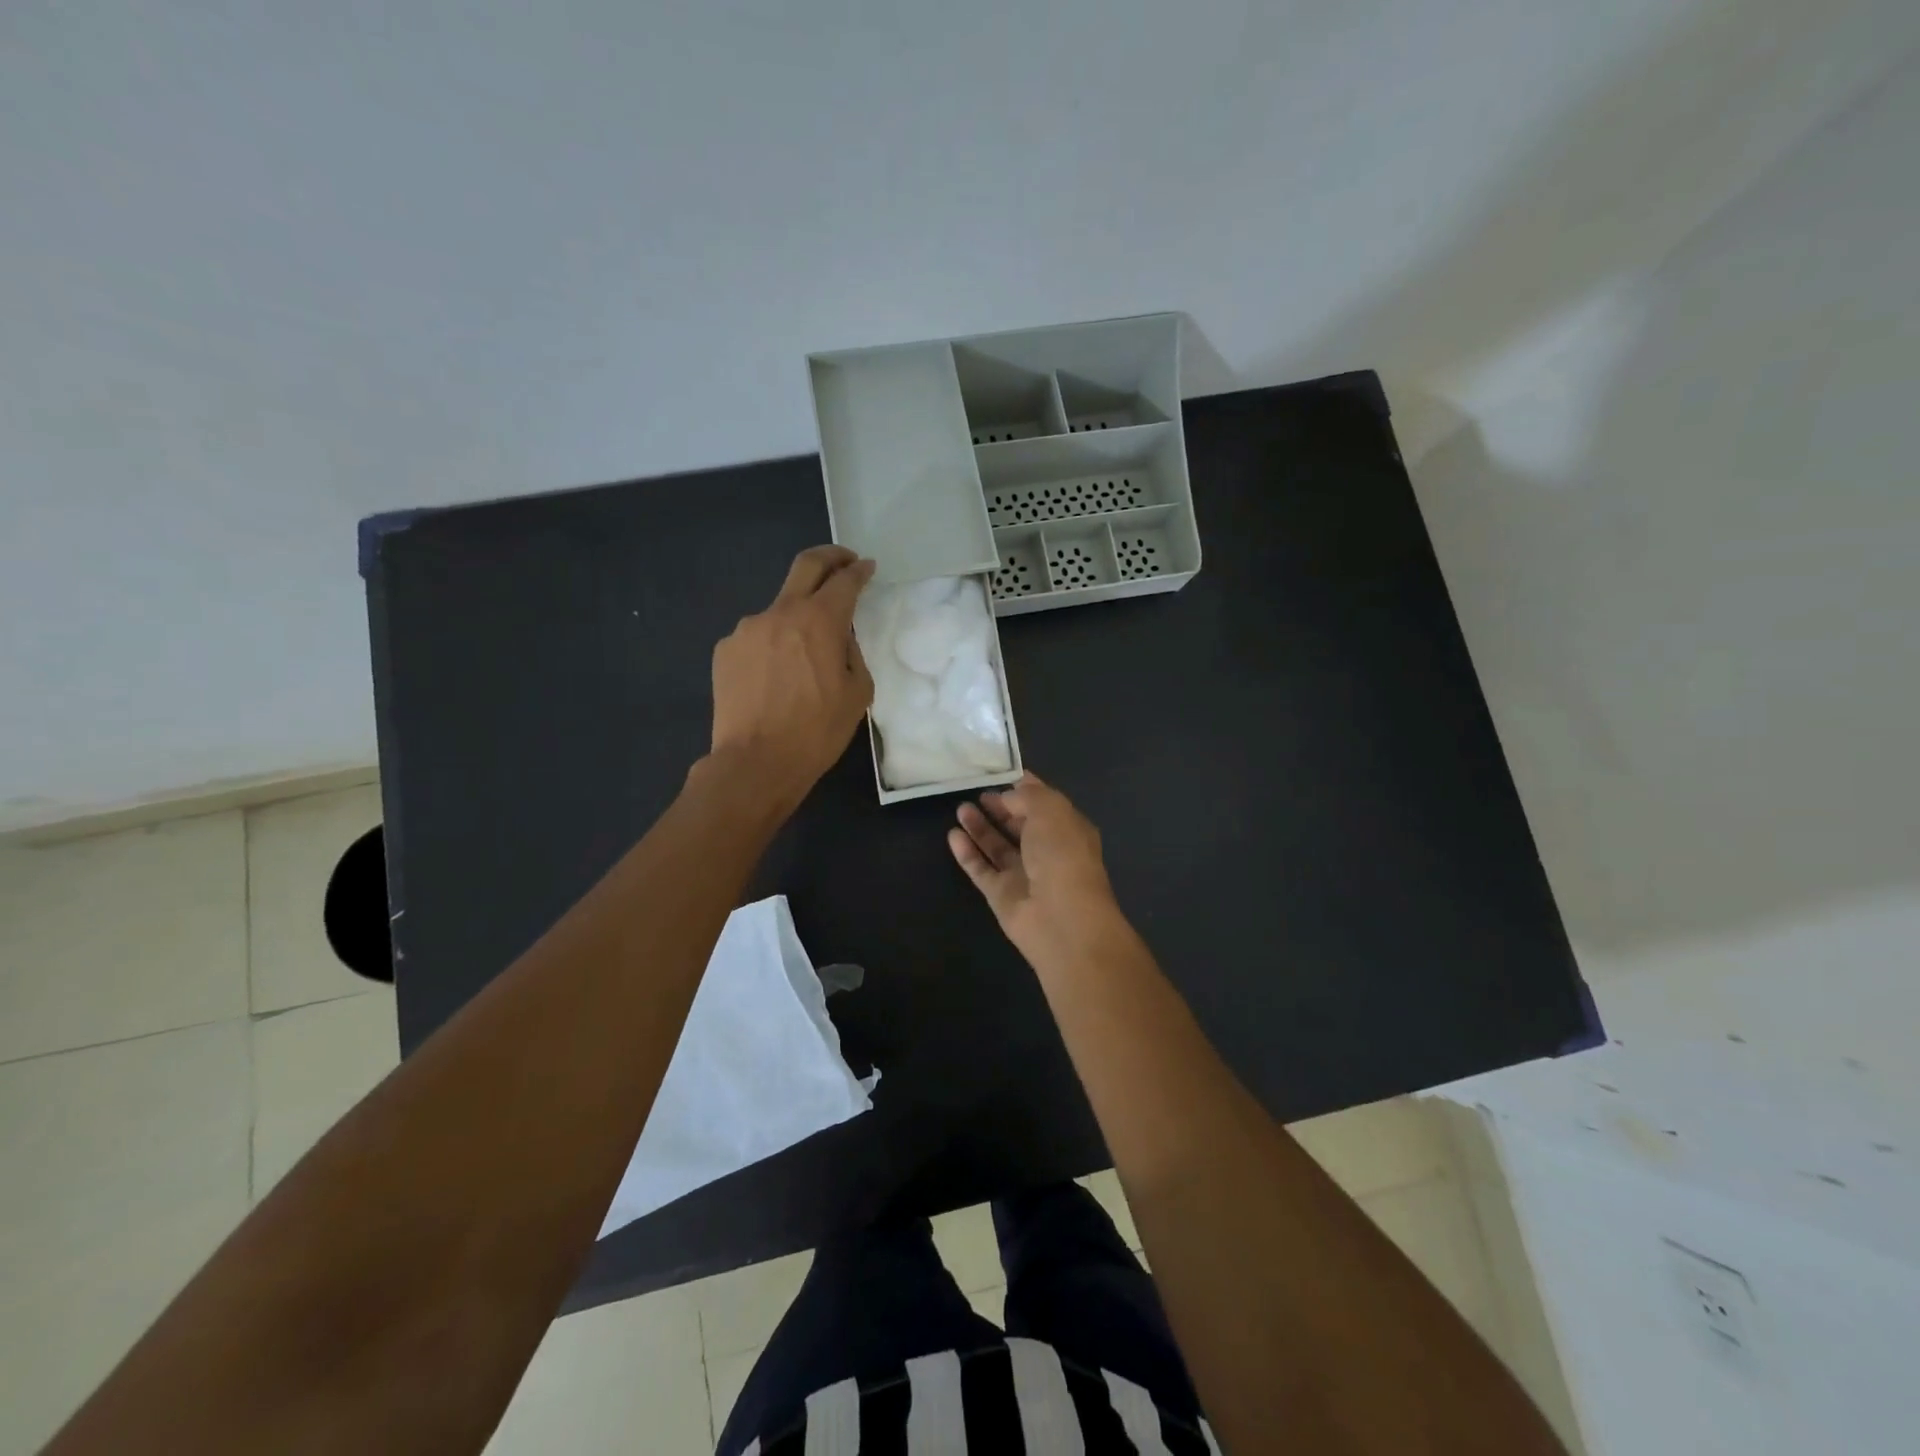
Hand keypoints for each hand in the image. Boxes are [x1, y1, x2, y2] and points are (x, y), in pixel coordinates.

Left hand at [709, 545, 875, 806]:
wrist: (756, 762)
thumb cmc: (817, 732)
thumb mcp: (857, 694)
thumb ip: (852, 653)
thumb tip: (838, 638)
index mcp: (820, 621)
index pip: (844, 580)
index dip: (859, 571)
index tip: (867, 568)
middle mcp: (780, 612)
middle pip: (806, 565)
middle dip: (830, 557)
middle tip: (844, 561)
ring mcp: (747, 629)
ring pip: (779, 609)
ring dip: (797, 617)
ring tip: (805, 654)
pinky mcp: (726, 650)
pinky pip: (757, 637)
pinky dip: (773, 645)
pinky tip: (776, 677)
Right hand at [948, 772, 1125, 968]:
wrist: (1061, 918)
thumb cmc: (1062, 854)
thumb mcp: (1049, 809)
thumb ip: (1026, 796)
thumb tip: (1007, 797)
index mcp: (1067, 828)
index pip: (1043, 801)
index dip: (1023, 786)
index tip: (999, 772)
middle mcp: (1047, 850)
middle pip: (1019, 824)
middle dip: (1000, 807)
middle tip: (975, 791)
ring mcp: (1024, 874)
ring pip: (998, 846)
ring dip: (981, 827)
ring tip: (960, 808)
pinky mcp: (1002, 895)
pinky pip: (982, 869)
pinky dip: (968, 853)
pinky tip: (953, 835)